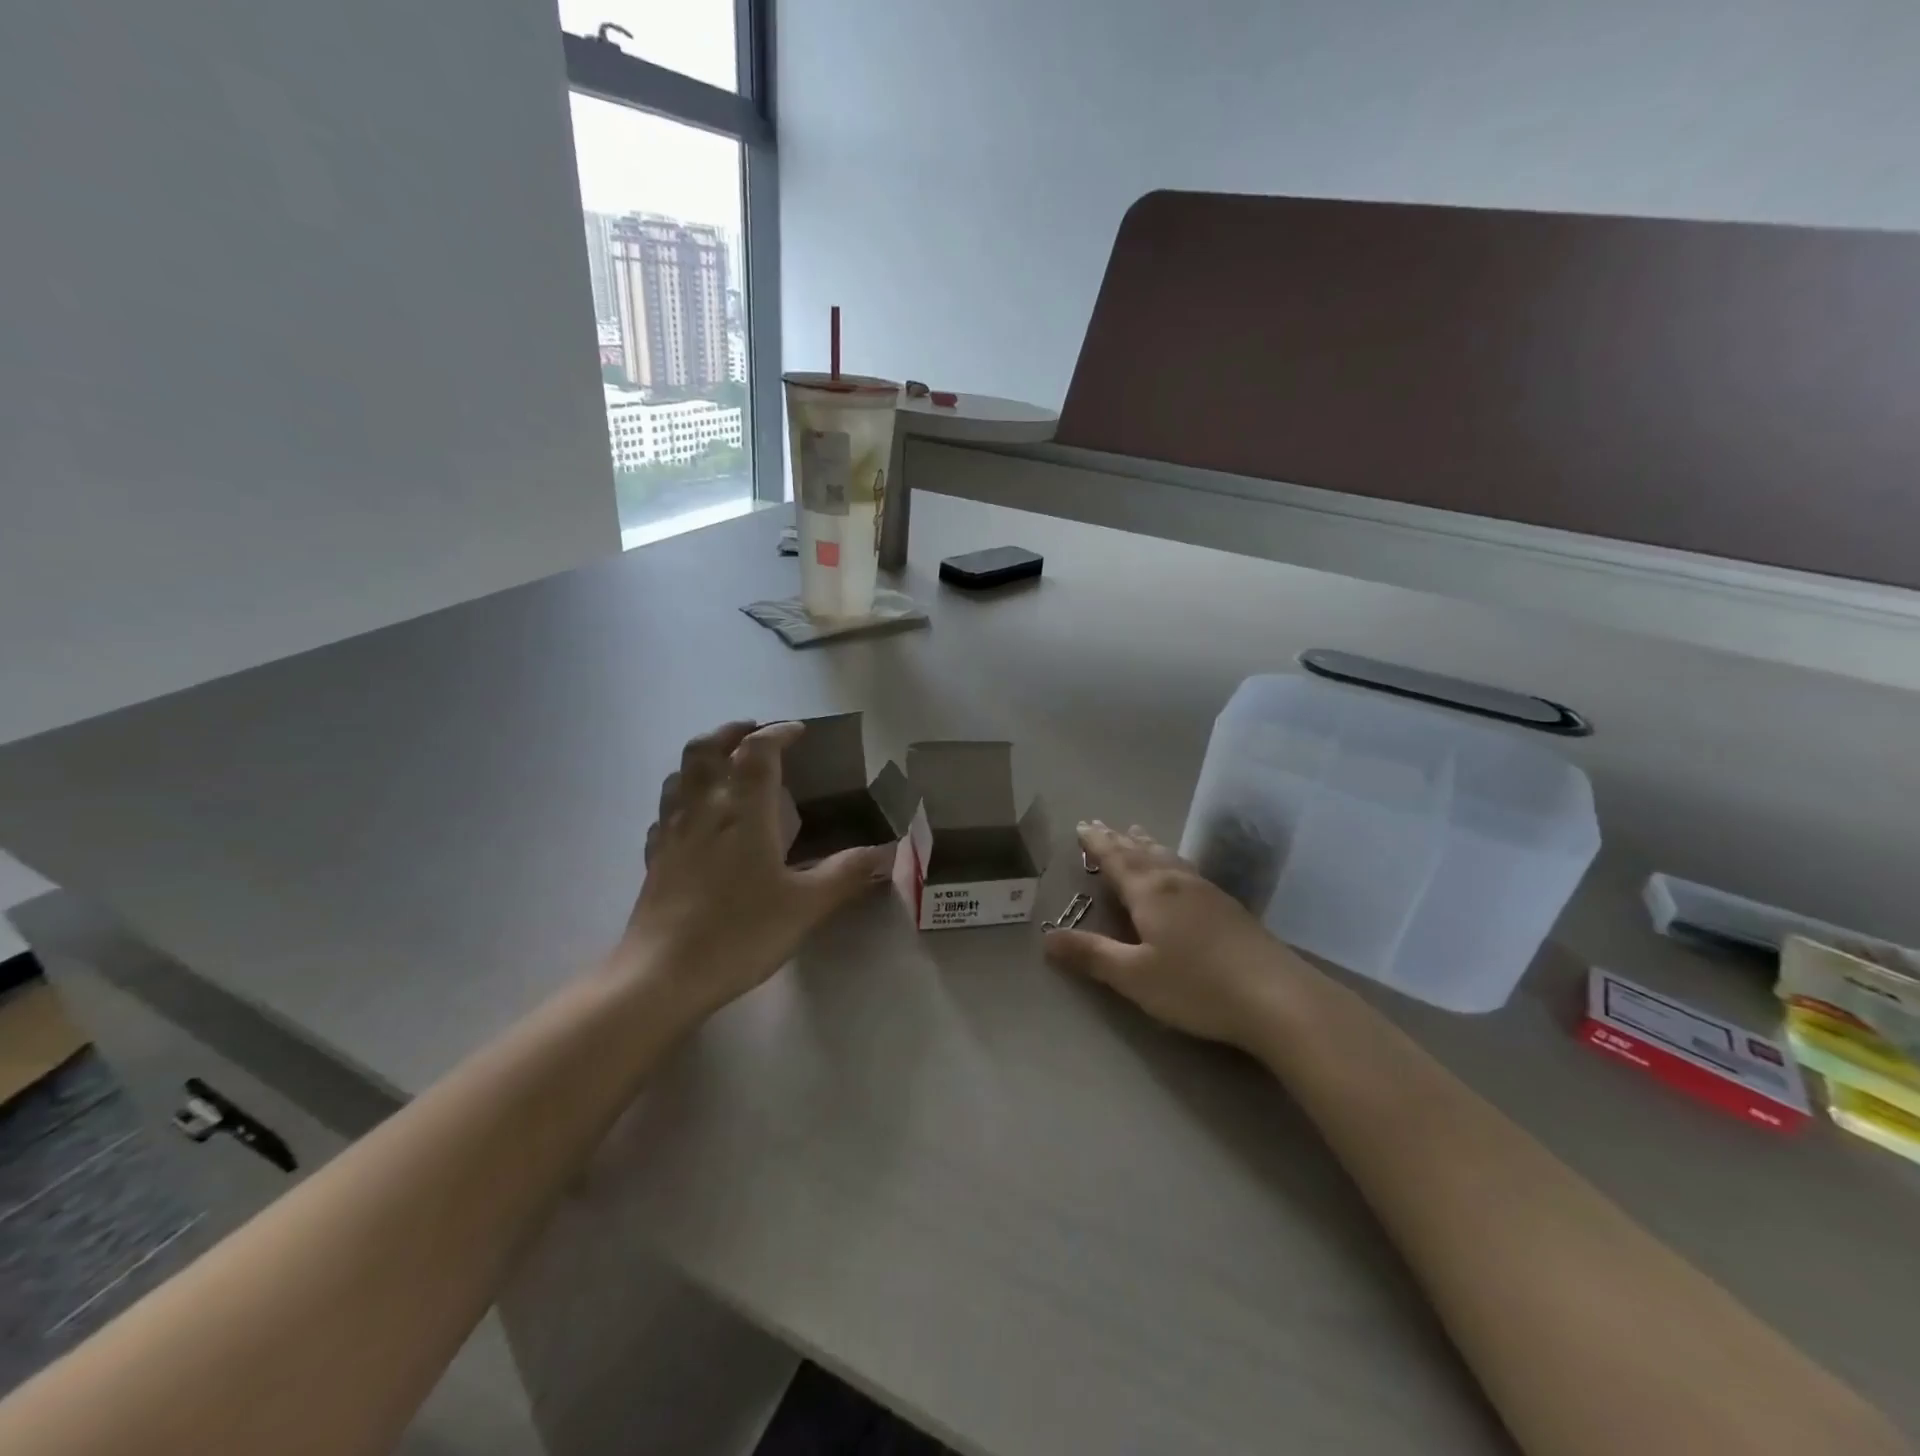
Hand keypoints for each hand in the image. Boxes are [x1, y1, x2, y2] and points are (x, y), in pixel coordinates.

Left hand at [623, 720, 894, 1017]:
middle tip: (755, 733)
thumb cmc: (740, 933)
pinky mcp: (654, 858)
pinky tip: (695, 818)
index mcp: (743, 811)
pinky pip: (665, 811)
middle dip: (732, 731)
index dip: (778, 733)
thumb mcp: (806, 905)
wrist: (662, 976)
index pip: (758, 752)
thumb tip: (887, 850)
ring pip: (680, 774)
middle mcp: (704, 809)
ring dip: (704, 757)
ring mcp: (672, 832)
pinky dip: (683, 797)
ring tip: (726, 766)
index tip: (798, 731)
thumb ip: (847, 873)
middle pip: (707, 748)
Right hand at [1043, 820, 1295, 1050]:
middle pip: (1141, 852)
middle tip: (1100, 824)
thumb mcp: (1134, 976)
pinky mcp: (1228, 907)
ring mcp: (1206, 891)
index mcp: (1150, 892)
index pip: (1116, 859)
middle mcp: (1176, 882)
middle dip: (1117, 839)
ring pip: (1168, 857)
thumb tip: (1046, 938)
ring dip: (1146, 844)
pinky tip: (1180, 869)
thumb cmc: (1196, 986)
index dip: (1097, 843)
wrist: (1277, 997)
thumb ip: (1092, 954)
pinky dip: (1171, 859)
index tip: (1081, 826)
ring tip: (1136, 833)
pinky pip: (1187, 868)